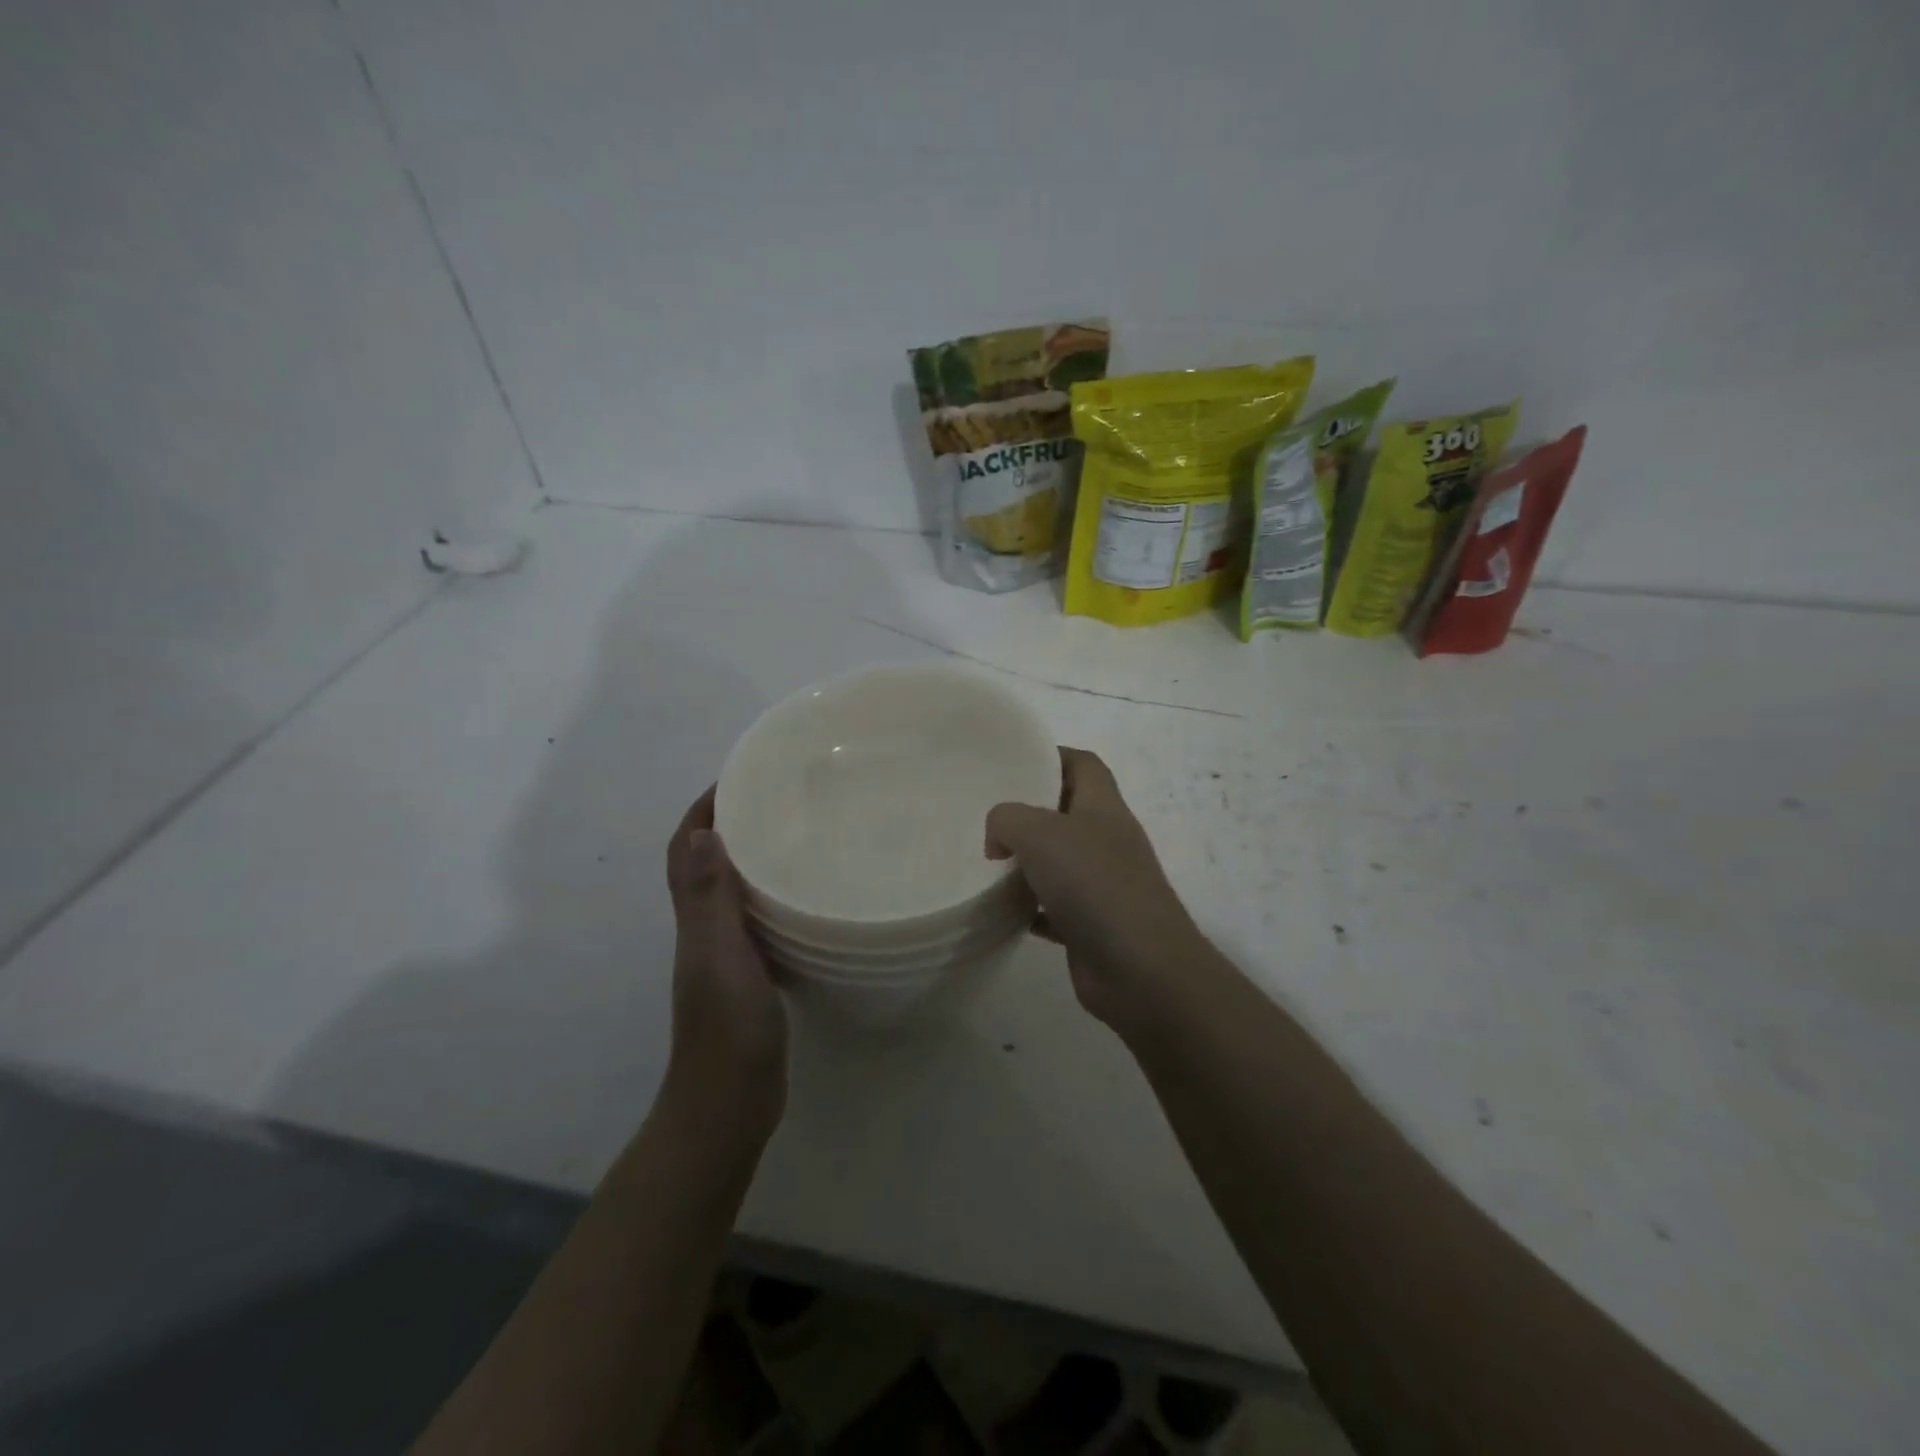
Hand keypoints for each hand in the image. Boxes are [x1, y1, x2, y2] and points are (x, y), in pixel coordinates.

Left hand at [665, 788, 787, 1130]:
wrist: (730, 1103)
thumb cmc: (726, 1027)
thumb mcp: (719, 956)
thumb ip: (708, 898)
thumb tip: (699, 831)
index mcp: (694, 920)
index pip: (685, 850)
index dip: (702, 810)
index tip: (738, 777)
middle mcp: (705, 931)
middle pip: (709, 864)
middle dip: (732, 824)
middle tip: (779, 798)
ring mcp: (728, 956)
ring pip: (735, 892)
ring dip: (754, 858)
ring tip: (798, 835)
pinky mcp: (752, 976)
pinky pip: (760, 921)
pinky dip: (775, 898)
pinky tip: (808, 897)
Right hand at [986, 748, 1207, 1034]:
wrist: (1141, 971)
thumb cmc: (1095, 886)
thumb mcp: (1040, 834)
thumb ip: (1007, 820)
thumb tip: (999, 842)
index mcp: (1104, 807)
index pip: (1083, 764)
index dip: (1050, 756)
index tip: (1010, 764)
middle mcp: (1107, 841)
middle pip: (1067, 812)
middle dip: (1028, 812)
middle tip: (986, 817)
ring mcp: (1103, 885)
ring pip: (1058, 862)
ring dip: (1025, 862)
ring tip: (985, 862)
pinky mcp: (1092, 926)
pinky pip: (1054, 908)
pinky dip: (1029, 908)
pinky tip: (1002, 911)